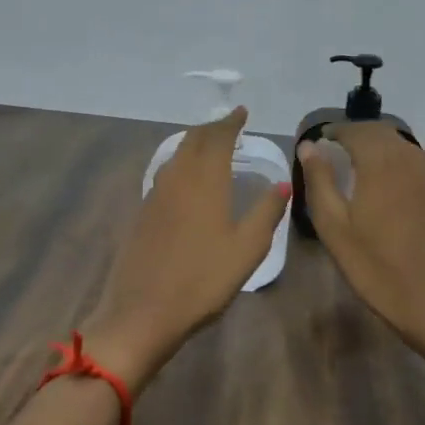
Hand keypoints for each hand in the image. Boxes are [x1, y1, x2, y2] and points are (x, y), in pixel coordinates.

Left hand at [82, 107, 289, 392]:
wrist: (141, 312)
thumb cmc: (202, 280)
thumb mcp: (247, 249)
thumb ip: (267, 212)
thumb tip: (283, 183)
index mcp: (205, 181)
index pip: (217, 138)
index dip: (230, 122)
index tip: (241, 112)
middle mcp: (177, 179)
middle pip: (193, 140)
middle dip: (212, 128)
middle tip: (229, 125)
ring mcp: (155, 195)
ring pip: (176, 155)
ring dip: (194, 142)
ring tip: (211, 145)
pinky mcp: (143, 213)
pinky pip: (166, 173)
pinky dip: (181, 162)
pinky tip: (187, 178)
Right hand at [296, 123, 424, 350]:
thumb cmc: (376, 267)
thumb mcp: (335, 227)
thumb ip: (320, 180)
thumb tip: (308, 146)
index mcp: (380, 162)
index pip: (355, 130)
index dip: (335, 132)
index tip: (320, 142)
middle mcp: (410, 158)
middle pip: (381, 132)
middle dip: (357, 135)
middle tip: (337, 151)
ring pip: (402, 146)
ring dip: (379, 147)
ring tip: (359, 166)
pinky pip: (417, 164)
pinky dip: (398, 164)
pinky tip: (388, 186)